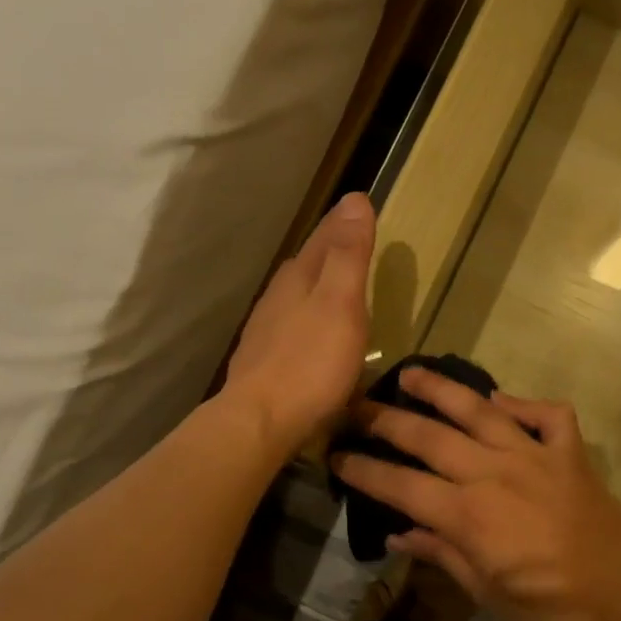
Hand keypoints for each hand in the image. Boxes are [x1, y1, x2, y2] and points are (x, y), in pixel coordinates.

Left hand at [222, 193, 374, 458]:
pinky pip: (291, 322)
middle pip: (308, 262)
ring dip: (316, 281)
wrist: (260, 420)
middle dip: (328, 247)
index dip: (343, 222)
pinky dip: (307, 314)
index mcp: (300, 278)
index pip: (324, 238)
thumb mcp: (341, 303)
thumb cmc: (310, 362)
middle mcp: (279, 296)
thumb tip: (354, 199)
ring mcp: (267, 329)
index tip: (359, 205)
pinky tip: (313, 329)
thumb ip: (348, 255)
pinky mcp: (264, 359)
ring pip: (296, 292)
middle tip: (350, 236)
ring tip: (334, 279)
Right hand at [330, 366, 620, 620]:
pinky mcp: (568, 452)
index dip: (364, 470)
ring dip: (443, 389)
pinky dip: (523, 403)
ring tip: (412, 372)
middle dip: (387, 420)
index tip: (336, 456)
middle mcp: (494, 473)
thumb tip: (397, 533)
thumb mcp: (486, 593)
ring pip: (480, 411)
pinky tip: (502, 401)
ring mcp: (534, 456)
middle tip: (358, 405)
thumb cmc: (550, 608)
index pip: (402, 485)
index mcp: (469, 515)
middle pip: (430, 437)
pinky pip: (545, 415)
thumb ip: (441, 555)